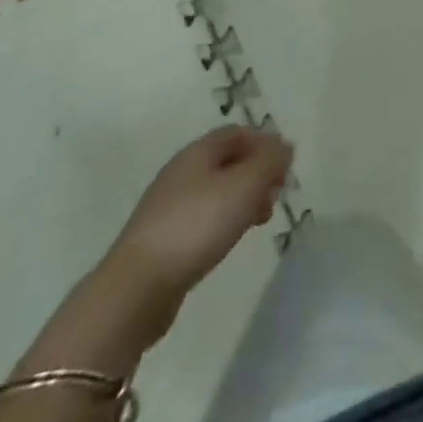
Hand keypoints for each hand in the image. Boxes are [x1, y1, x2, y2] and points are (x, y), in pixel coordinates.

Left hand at [108, 125, 292, 295]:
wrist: (137, 288)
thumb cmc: (197, 225)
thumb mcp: (246, 185)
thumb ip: (270, 161)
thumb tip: (284, 147)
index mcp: (198, 151)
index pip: (238, 133)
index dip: (265, 143)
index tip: (285, 167)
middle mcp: (181, 172)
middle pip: (227, 161)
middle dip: (256, 173)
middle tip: (276, 194)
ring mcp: (167, 207)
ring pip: (216, 191)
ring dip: (242, 199)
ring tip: (260, 220)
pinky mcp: (161, 240)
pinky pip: (202, 218)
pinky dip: (223, 221)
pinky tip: (229, 240)